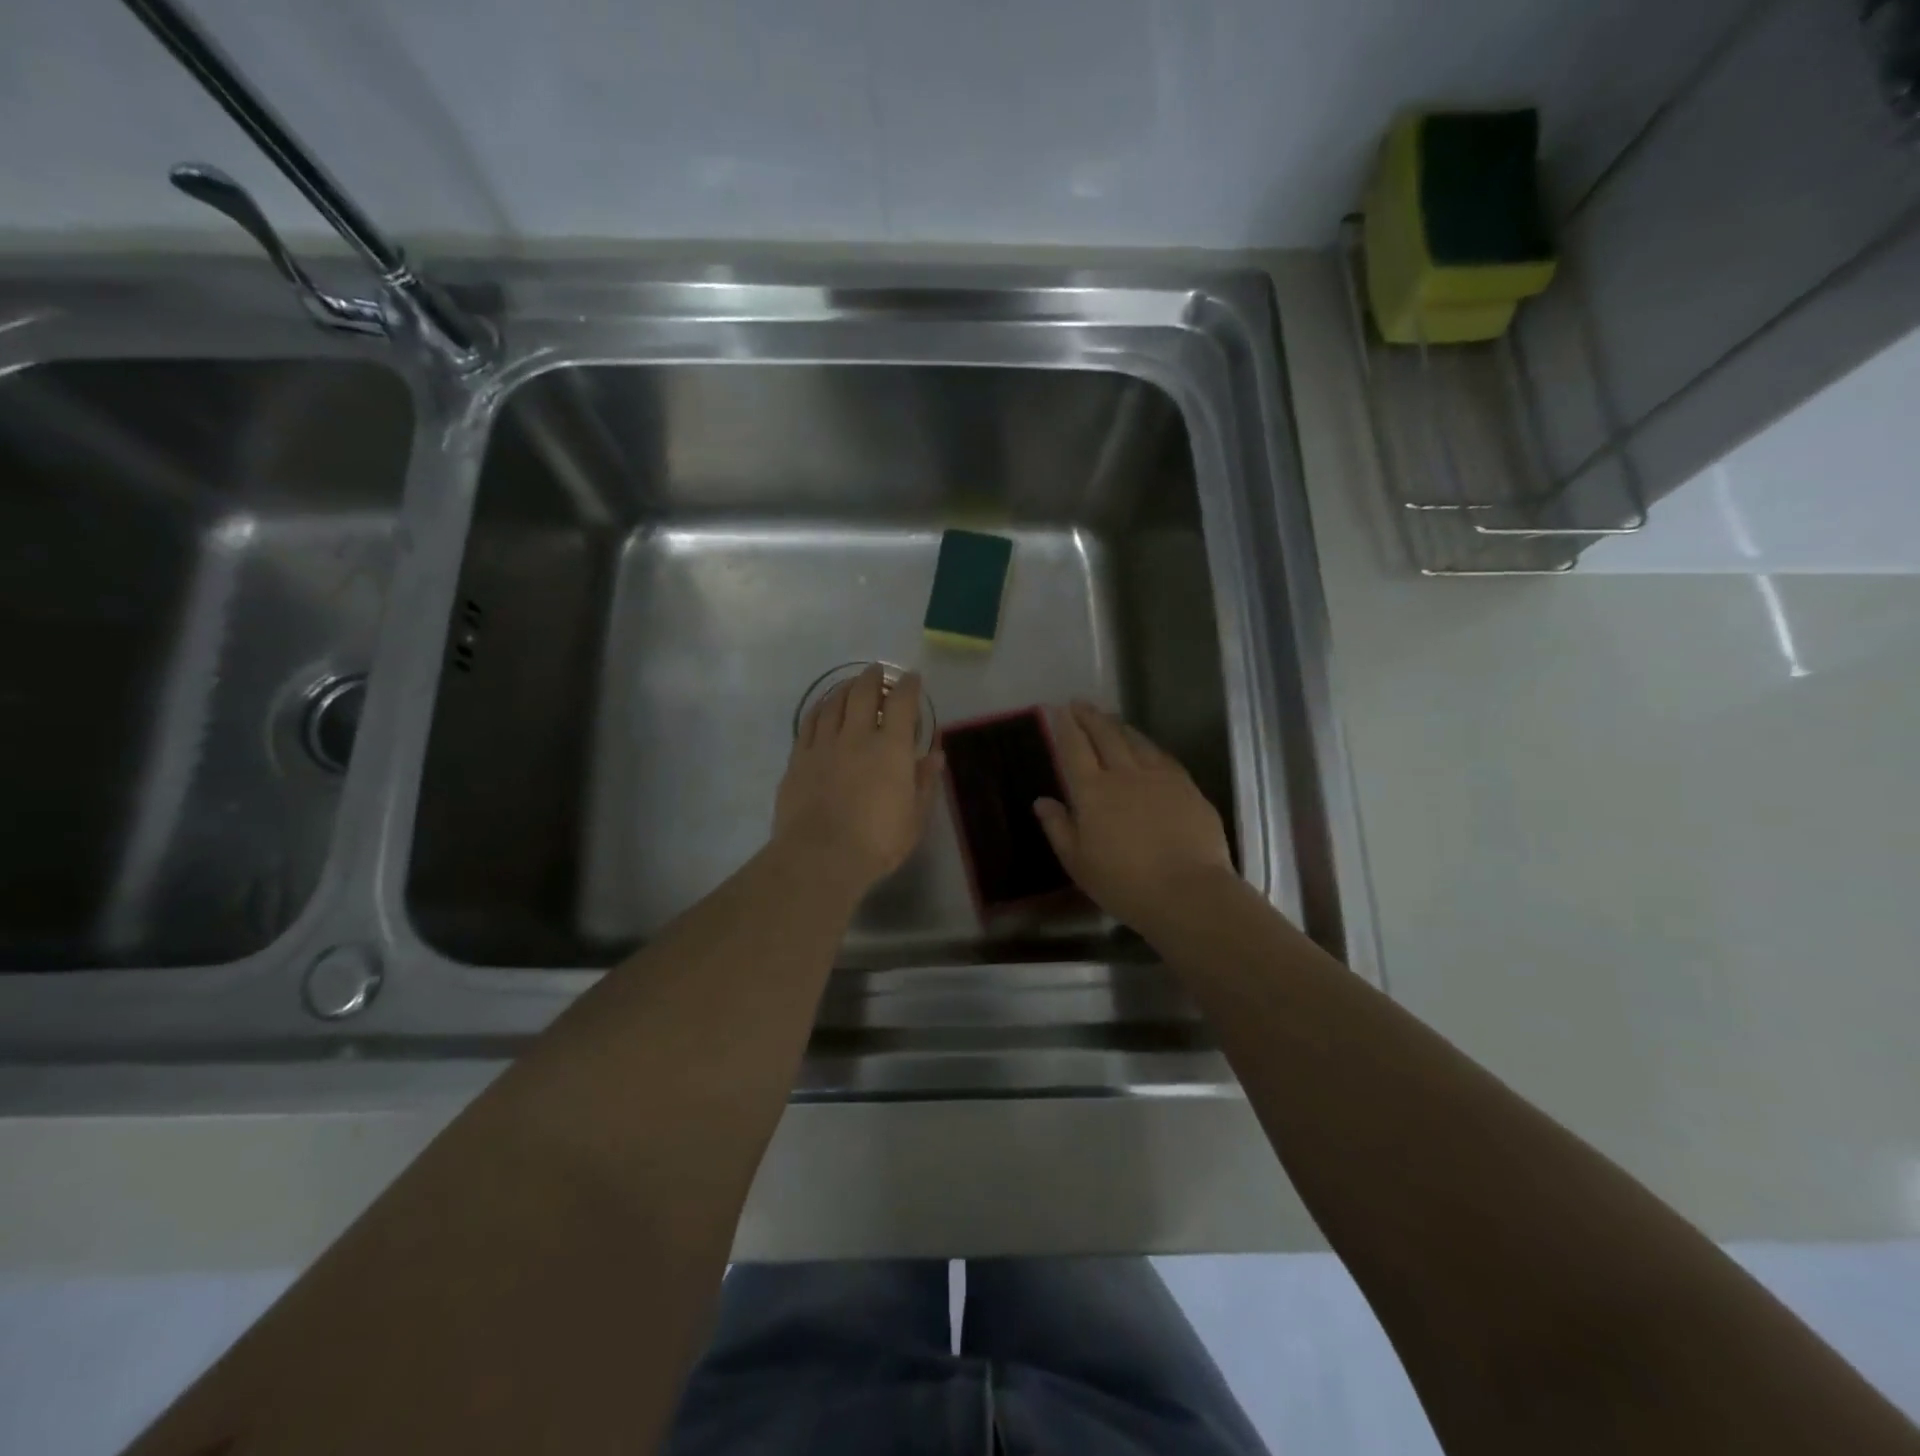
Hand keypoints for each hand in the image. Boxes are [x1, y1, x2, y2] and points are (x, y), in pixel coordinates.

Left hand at [774, 665, 942, 892]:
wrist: (820, 858)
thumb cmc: (877, 843)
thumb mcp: (915, 818)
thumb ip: (925, 782)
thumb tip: (935, 755)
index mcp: (891, 749)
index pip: (902, 703)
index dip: (908, 685)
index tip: (912, 678)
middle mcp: (856, 736)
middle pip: (862, 692)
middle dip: (873, 677)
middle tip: (878, 672)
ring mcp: (823, 745)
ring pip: (833, 702)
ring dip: (845, 687)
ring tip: (851, 684)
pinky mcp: (798, 759)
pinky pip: (809, 722)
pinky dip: (819, 708)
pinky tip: (823, 708)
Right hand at [1034, 701, 1235, 930]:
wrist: (1187, 892)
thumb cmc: (1124, 884)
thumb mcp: (1078, 863)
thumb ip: (1058, 828)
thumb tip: (1042, 800)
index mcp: (1093, 792)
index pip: (1074, 748)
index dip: (1065, 726)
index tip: (1058, 709)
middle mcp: (1124, 774)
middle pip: (1105, 735)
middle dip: (1090, 716)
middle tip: (1080, 703)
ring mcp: (1159, 777)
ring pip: (1136, 741)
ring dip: (1119, 726)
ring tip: (1111, 719)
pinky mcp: (1187, 787)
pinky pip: (1163, 756)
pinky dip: (1149, 745)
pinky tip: (1148, 747)